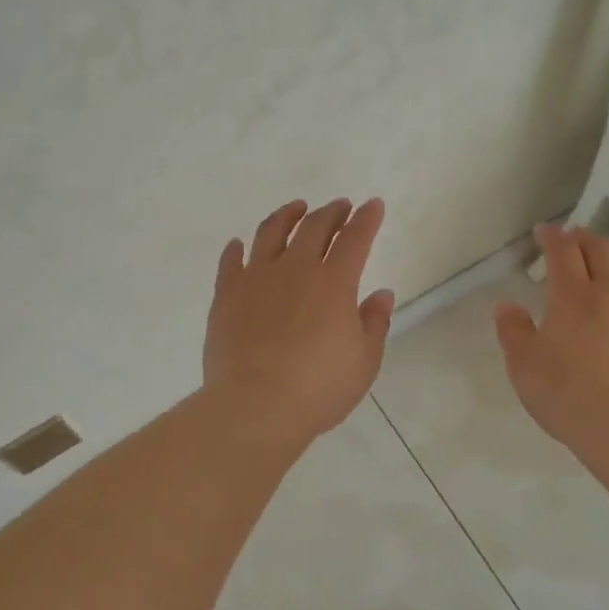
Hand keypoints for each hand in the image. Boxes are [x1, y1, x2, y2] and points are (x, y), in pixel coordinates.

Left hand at [203, 198, 395, 449]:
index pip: (355, 238)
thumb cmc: (319, 388)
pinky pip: (231, 262)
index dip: (366, 219)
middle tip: (340, 206)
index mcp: (333, 283)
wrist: (256, 405)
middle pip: (314, 227)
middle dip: (331, 212)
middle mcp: (295, 269)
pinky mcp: (227, 295)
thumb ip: (374, 323)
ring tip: (296, 209)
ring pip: (271, 233)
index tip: (372, 205)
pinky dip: (236, 249)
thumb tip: (381, 294)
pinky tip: (239, 244)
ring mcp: (256, 278)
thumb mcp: (364, 362)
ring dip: (287, 216)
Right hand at [494, 225, 608, 455]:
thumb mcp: (524, 366)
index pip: (563, 252)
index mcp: (573, 296)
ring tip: (606, 258)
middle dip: (584, 238)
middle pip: (601, 250)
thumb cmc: (566, 395)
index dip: (552, 237)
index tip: (544, 232)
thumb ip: (513, 332)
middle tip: (572, 238)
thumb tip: (506, 307)